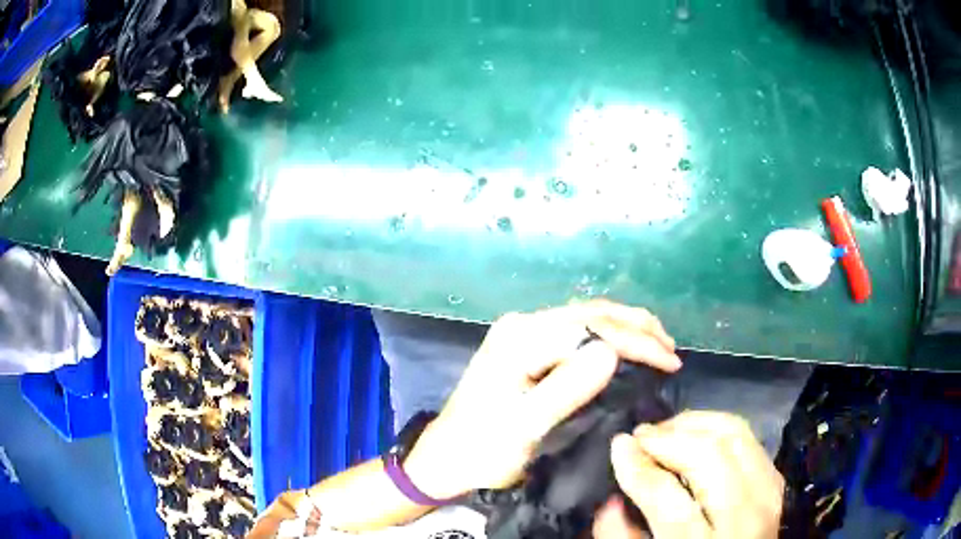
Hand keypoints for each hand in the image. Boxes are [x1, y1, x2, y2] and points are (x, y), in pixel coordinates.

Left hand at [404, 300, 680, 499]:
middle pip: (590, 315)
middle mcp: (522, 325)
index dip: (637, 342)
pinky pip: (574, 334)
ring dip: (624, 328)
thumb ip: (566, 388)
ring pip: (585, 320)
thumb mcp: (525, 427)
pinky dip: (606, 338)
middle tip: (671, 348)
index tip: (670, 361)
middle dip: (636, 327)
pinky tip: (624, 348)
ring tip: (658, 343)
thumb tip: (612, 352)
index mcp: (521, 338)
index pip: (593, 328)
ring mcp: (521, 334)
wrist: (444, 460)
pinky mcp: (524, 349)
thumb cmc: (483, 449)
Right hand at [601, 411, 783, 538]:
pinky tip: (696, 436)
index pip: (667, 496)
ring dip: (695, 424)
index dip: (637, 468)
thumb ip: (622, 537)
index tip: (618, 446)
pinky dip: (718, 428)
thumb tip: (612, 497)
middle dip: (668, 437)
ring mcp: (768, 493)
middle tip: (640, 436)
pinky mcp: (777, 479)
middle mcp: (745, 516)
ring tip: (665, 432)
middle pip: (708, 455)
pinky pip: (749, 437)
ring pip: (735, 434)